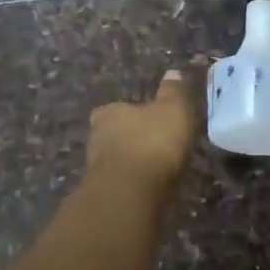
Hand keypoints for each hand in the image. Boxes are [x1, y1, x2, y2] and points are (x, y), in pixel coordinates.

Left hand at [85, 69, 200, 194]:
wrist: (132, 193)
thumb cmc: (152, 141)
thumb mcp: (172, 109)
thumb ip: (172, 92)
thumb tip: (172, 73)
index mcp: (109, 113)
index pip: (114, 110)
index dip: (130, 114)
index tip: (147, 120)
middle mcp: (96, 138)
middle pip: (113, 136)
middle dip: (130, 140)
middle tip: (155, 145)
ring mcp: (97, 170)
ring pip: (116, 162)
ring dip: (132, 164)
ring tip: (157, 169)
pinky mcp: (104, 196)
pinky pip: (122, 185)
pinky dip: (134, 185)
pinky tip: (151, 189)